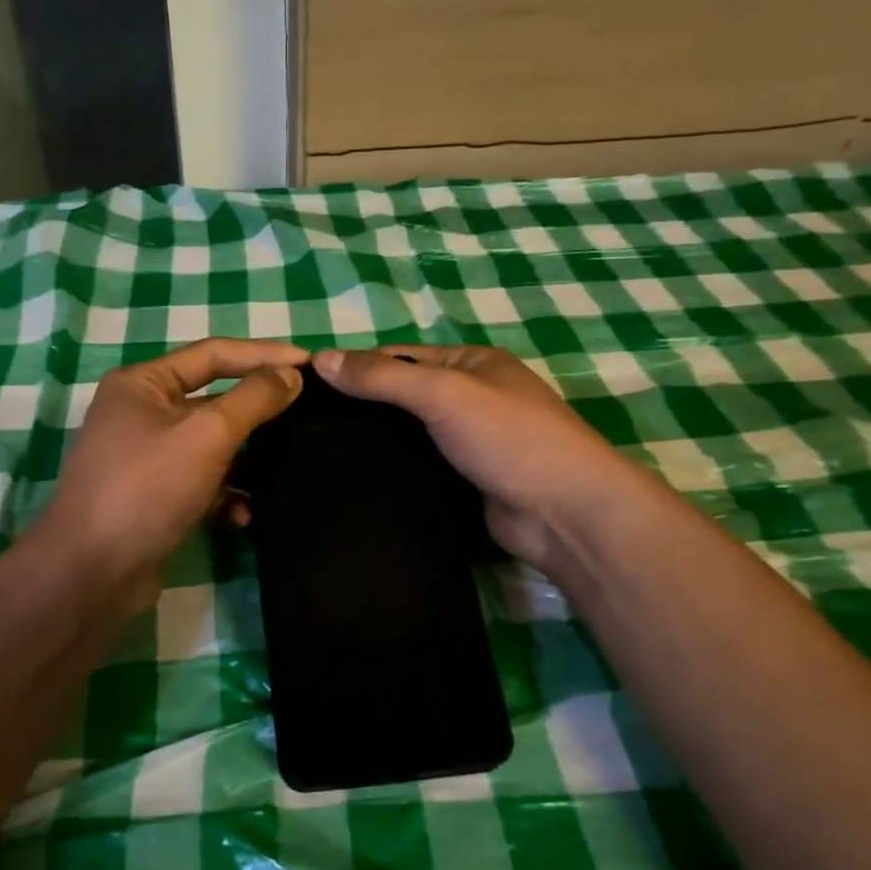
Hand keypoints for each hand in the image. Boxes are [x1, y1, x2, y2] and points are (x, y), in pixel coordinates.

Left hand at [38, 338, 307, 600]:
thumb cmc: (147, 488)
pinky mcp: (154, 498)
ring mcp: (146, 458)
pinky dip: (225, 497)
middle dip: (258, 411)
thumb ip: (253, 400)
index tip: (310, 364)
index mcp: (143, 383)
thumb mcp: (207, 434)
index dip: (264, 355)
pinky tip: (243, 517)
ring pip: (211, 446)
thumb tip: (290, 375)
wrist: (91, 574)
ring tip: (285, 468)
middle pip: (213, 400)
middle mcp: (141, 413)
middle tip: (309, 415)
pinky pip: (201, 484)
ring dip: (246, 460)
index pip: (214, 353)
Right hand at [314, 344, 629, 573]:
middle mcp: (473, 397)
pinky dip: (393, 469)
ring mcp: (471, 442)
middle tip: (306, 425)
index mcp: (472, 363)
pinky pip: (420, 467)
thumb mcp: (443, 393)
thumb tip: (320, 359)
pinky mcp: (466, 481)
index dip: (357, 366)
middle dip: (363, 406)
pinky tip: (356, 478)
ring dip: (376, 441)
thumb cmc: (509, 437)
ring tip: (320, 452)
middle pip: (404, 395)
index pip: (401, 356)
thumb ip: (382, 377)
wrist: (564, 513)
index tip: (307, 387)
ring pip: (410, 434)